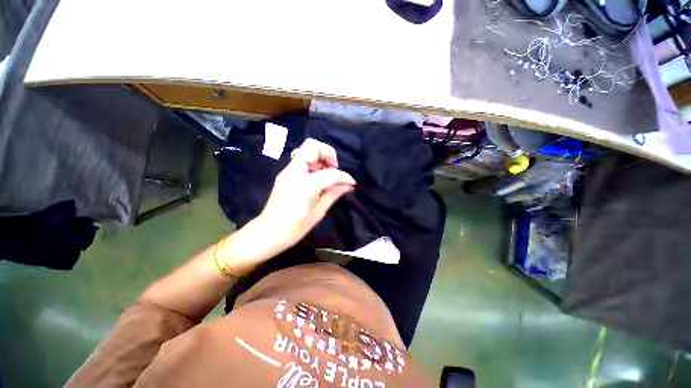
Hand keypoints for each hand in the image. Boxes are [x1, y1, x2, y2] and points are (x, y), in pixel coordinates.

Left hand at [253, 138, 355, 253]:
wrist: (267, 234)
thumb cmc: (295, 228)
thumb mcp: (318, 212)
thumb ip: (334, 194)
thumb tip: (349, 185)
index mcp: (304, 184)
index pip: (330, 173)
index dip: (344, 176)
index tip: (351, 183)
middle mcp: (294, 172)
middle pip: (312, 146)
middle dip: (328, 154)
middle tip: (334, 170)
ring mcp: (287, 171)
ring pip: (306, 151)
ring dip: (321, 159)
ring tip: (328, 176)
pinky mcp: (285, 175)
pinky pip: (302, 161)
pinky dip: (314, 165)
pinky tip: (319, 179)